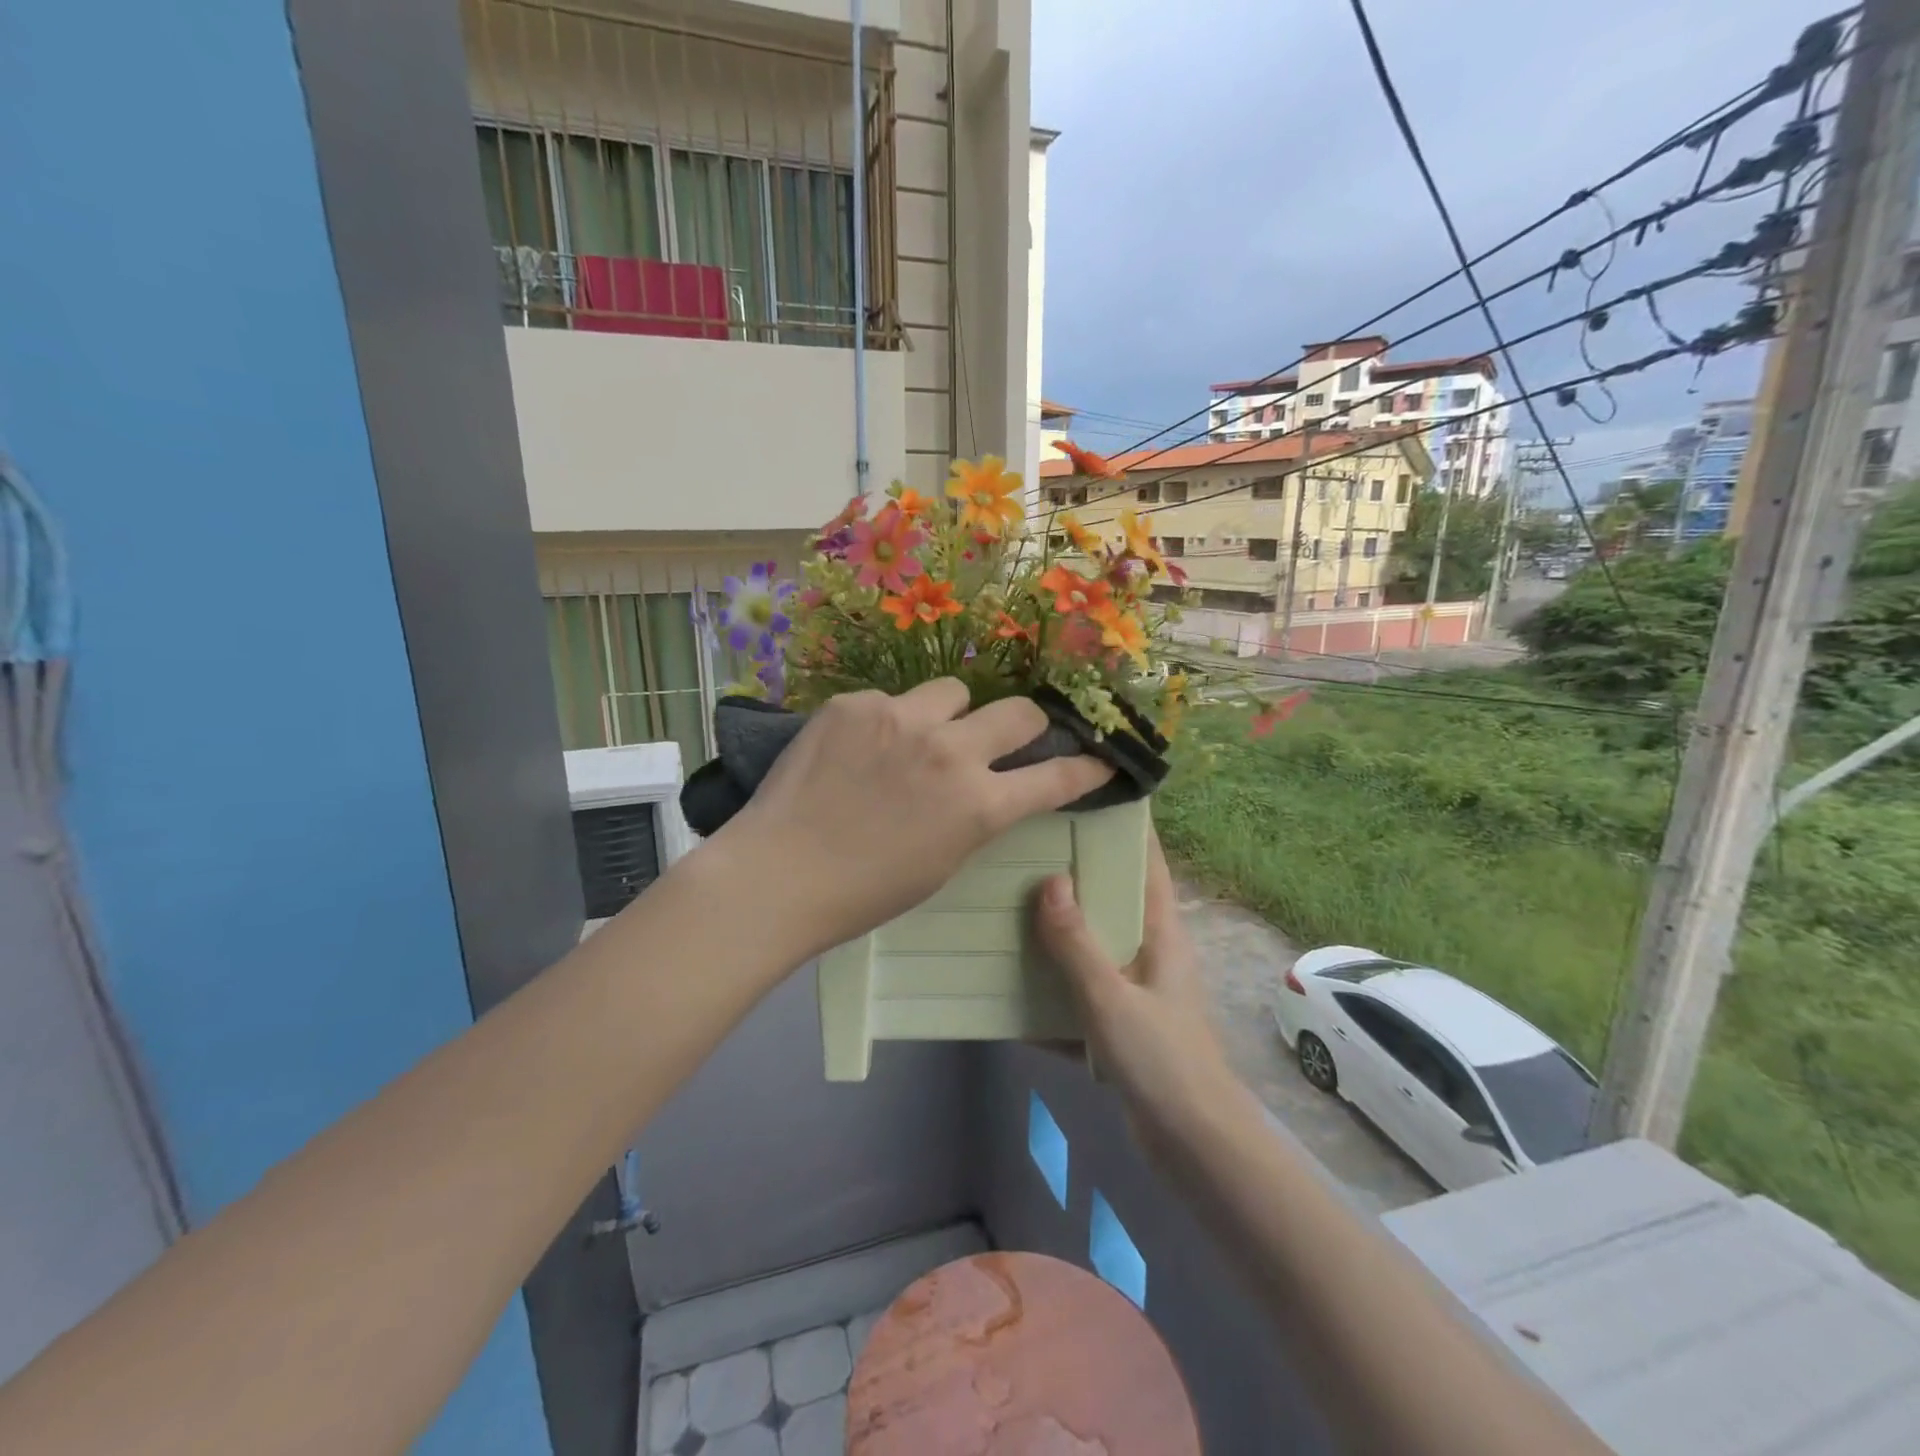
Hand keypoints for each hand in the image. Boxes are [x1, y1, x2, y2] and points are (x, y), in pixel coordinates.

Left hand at [715, 680, 1112, 960]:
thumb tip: (990, 788)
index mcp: (979, 805)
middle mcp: (950, 751)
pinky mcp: (855, 704)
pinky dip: (889, 721)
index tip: (1099, 758)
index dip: (1085, 767)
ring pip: (954, 691)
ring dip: (950, 714)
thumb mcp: (942, 863)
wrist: (779, 873)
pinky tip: (860, 748)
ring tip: (918, 737)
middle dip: (1027, 724)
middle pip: (1019, 712)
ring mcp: (900, 718)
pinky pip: (892, 699)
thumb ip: (976, 817)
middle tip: (1010, 735)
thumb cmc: (864, 891)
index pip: (1055, 777)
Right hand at [1035, 830, 1241, 1146]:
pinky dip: (1049, 986)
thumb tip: (1049, 880)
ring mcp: (1133, 988)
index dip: (1125, 826)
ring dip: (1054, 930)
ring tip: (1004, 902)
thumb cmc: (1161, 1060)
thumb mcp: (1110, 997)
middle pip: (1110, 898)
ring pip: (1090, 944)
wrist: (1193, 1147)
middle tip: (1023, 845)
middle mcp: (1149, 950)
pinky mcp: (1118, 1023)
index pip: (1146, 862)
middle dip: (1072, 874)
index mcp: (1160, 932)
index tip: (1085, 795)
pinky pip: (1077, 991)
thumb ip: (1076, 942)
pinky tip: (1006, 981)